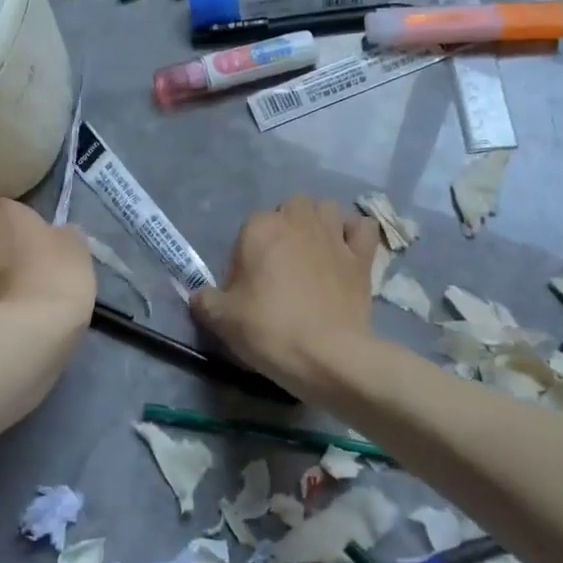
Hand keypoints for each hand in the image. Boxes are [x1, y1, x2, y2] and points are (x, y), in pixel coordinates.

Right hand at [192, 196, 381, 394]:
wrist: (327, 355)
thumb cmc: (270, 330)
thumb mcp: (222, 320)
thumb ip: (205, 300)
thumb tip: (199, 295)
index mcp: (260, 228)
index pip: (248, 228)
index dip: (246, 255)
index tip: (247, 285)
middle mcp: (298, 221)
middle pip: (291, 207)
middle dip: (286, 227)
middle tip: (281, 264)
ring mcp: (334, 235)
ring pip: (327, 209)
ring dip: (319, 222)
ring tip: (313, 251)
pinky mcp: (362, 256)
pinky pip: (363, 228)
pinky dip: (356, 233)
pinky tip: (348, 250)